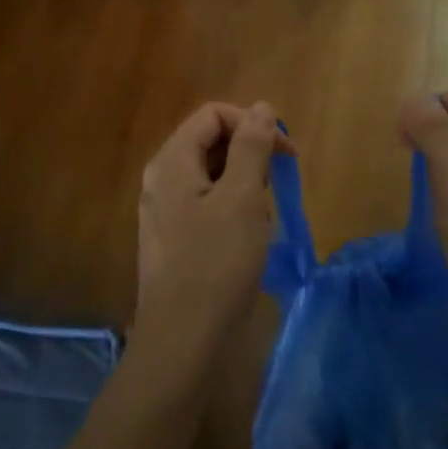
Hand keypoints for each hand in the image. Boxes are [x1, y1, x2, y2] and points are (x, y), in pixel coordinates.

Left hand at [134, 101, 284, 371]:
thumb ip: (251, 146)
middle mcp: (161, 179)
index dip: (252, 123)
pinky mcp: (174, 238)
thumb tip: (260, 107)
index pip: (213, 115)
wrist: (183, 341)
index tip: (286, 153)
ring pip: (212, 175)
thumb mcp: (242, 197)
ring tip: (261, 218)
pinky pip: (207, 204)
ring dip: (244, 184)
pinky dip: (232, 209)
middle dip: (250, 155)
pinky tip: (247, 238)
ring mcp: (164, 210)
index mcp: (171, 161)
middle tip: (276, 187)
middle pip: (210, 142)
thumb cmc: (216, 263)